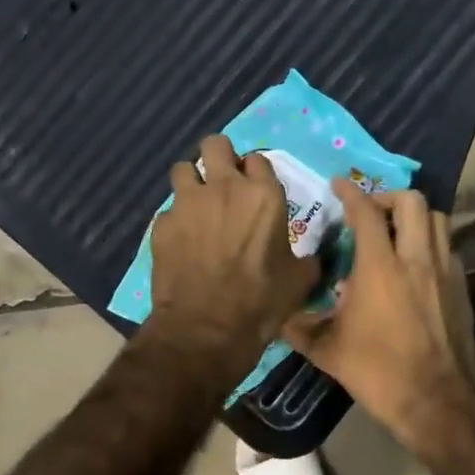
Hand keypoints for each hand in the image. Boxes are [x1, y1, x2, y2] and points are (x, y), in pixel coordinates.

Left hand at [148, 135, 318, 374]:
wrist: (205, 330)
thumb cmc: (260, 302)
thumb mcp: (299, 281)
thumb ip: (306, 258)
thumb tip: (313, 257)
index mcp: (263, 195)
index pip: (258, 158)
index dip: (256, 172)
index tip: (255, 189)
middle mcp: (223, 188)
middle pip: (215, 144)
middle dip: (218, 156)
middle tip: (222, 180)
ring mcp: (187, 203)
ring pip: (183, 169)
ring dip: (191, 181)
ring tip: (197, 205)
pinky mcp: (161, 224)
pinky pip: (168, 210)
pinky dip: (175, 220)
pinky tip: (181, 242)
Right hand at [282, 183, 474, 447]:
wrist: (435, 401)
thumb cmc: (376, 372)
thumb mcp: (326, 350)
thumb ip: (298, 325)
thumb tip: (276, 312)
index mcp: (379, 267)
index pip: (365, 212)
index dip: (350, 192)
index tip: (338, 184)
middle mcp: (416, 259)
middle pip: (411, 201)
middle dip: (387, 196)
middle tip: (370, 211)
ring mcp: (444, 271)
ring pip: (437, 219)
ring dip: (414, 216)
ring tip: (395, 231)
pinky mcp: (461, 288)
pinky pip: (448, 247)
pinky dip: (430, 242)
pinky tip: (415, 265)